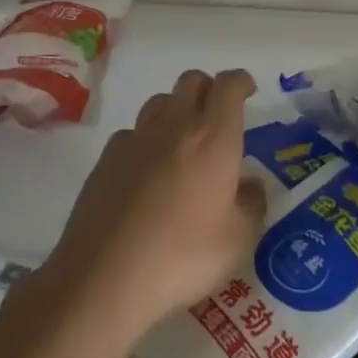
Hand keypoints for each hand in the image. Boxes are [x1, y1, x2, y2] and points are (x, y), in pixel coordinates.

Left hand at [40, 69, 264, 346]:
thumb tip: (251, 184)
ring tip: (183, 142)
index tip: (248, 90)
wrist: (105, 277)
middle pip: (191, 81)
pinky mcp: (106, 159)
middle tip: (218, 115)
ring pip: (159, 102)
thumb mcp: (238, 240)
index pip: (229, 85)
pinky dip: (146, 140)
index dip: (241, 81)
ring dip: (176, 110)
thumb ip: (252, 205)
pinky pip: (132, 133)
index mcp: (213, 137)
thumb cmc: (183, 256)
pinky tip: (147, 171)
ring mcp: (135, 139)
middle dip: (208, 88)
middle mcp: (174, 126)